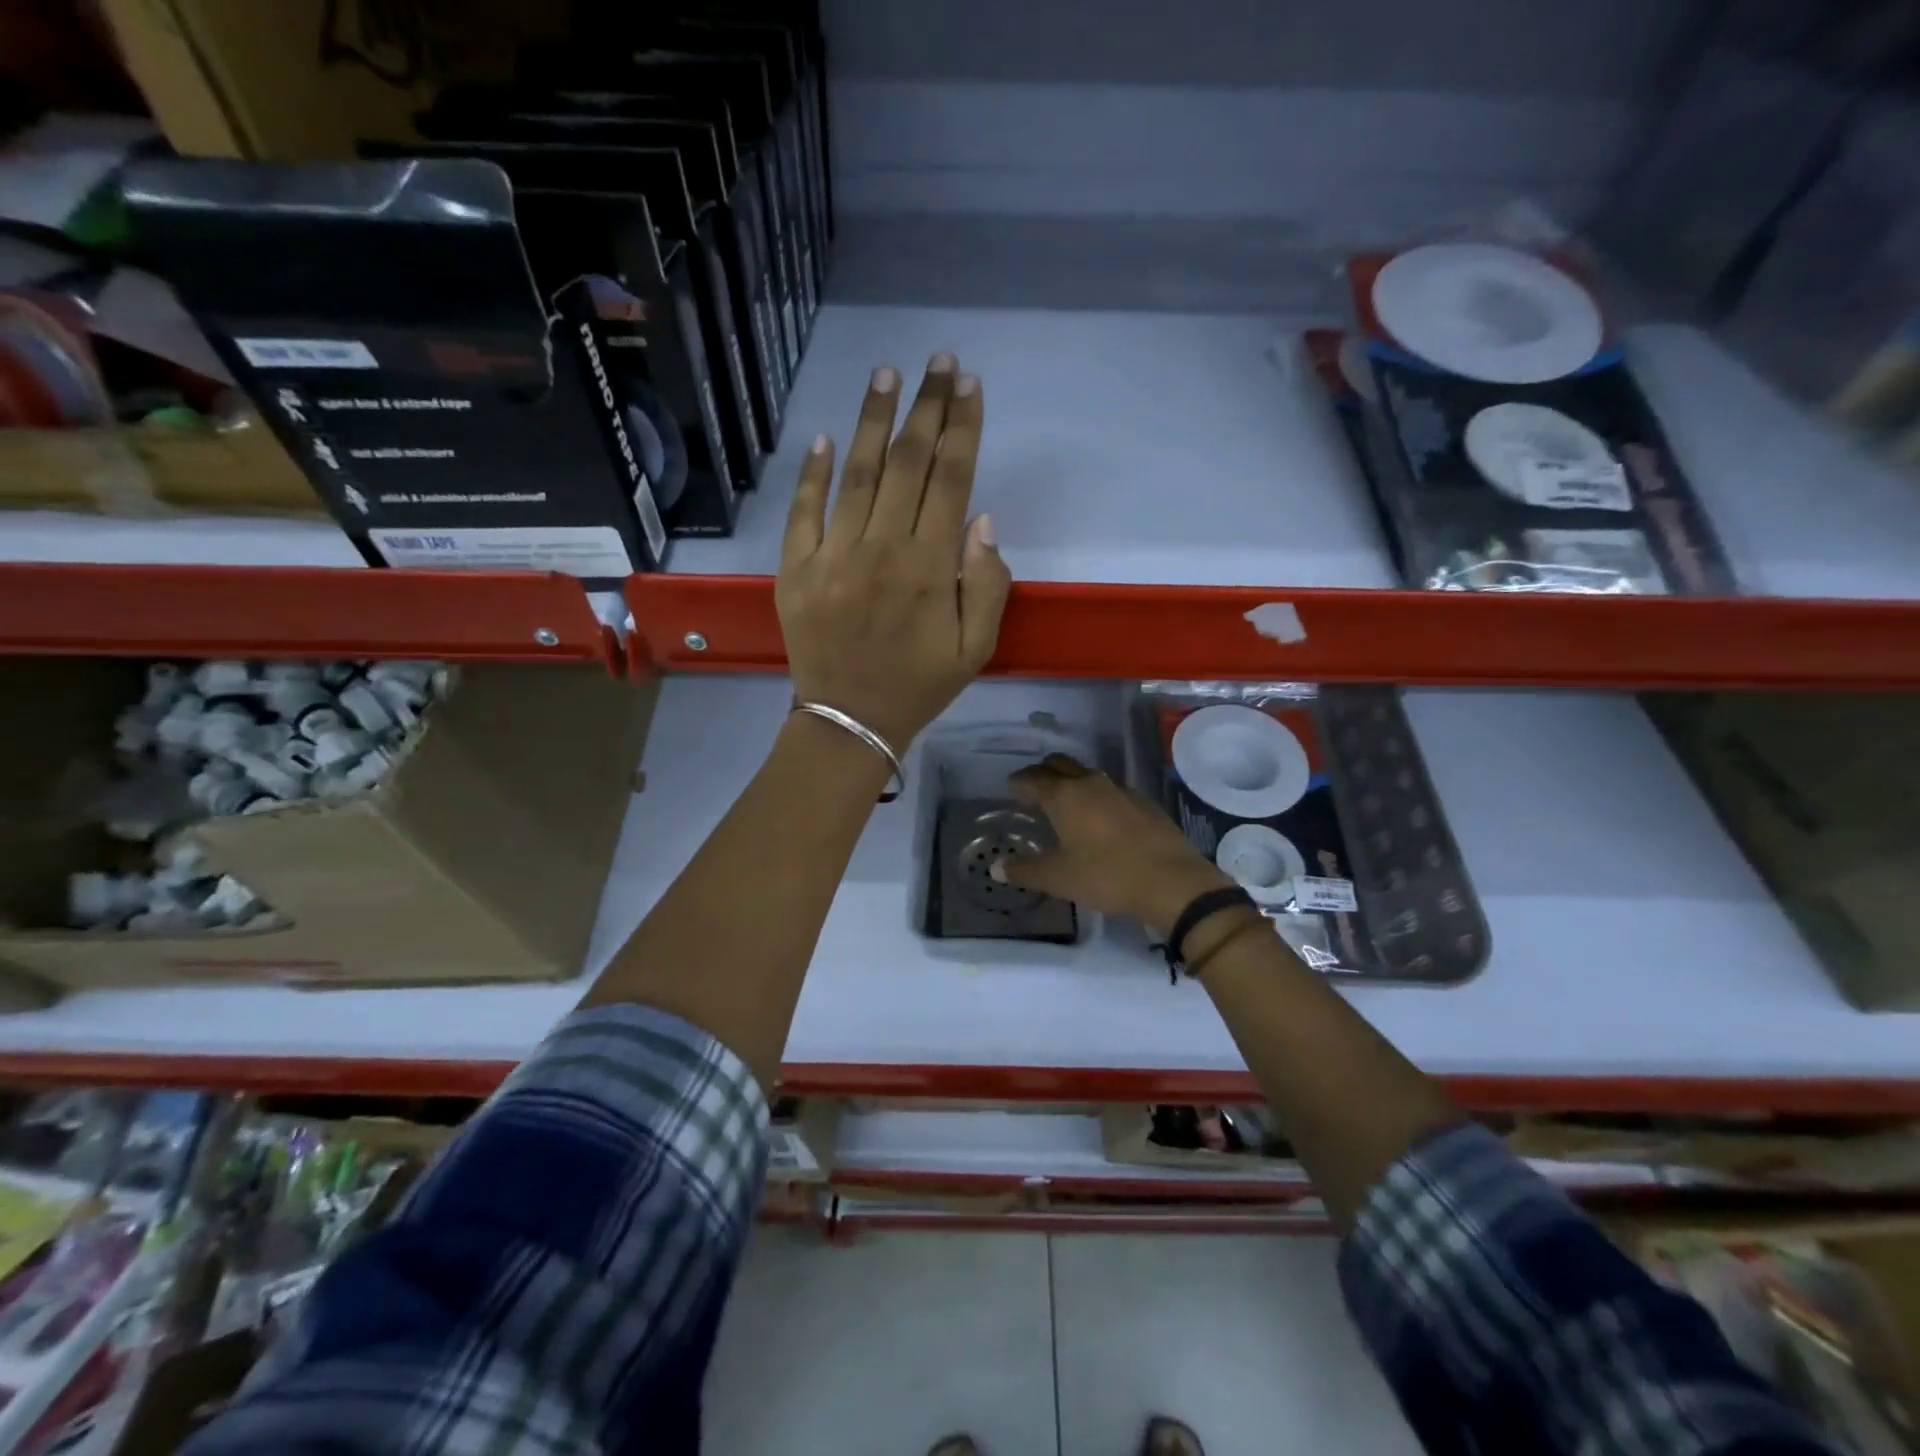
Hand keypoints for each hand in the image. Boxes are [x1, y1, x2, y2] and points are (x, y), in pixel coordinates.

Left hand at [777, 354, 1011, 749]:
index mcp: (929, 568)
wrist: (849, 721)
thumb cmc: (919, 686)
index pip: (950, 480)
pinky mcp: (796, 569)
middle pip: (907, 463)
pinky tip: (824, 437)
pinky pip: (803, 511)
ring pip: (857, 474)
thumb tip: (981, 520)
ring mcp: (832, 556)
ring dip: (874, 421)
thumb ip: (988, 585)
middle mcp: (881, 549)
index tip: (968, 386)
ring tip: (887, 375)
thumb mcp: (976, 649)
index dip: (961, 428)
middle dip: (926, 407)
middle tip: (938, 362)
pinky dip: (812, 473)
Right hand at [993, 755, 1233, 936]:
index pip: (1033, 778)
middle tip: (1033, 790)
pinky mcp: (1144, 804)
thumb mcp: (1059, 878)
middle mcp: (1091, 783)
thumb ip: (1025, 870)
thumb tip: (997, 868)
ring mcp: (1122, 790)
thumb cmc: (1107, 876)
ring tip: (1065, 805)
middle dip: (1043, 772)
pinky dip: (1097, 797)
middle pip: (1060, 764)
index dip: (1019, 782)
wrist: (1173, 882)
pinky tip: (1100, 820)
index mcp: (1065, 795)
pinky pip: (1111, 791)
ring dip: (1071, 783)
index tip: (1011, 790)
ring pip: (1088, 775)